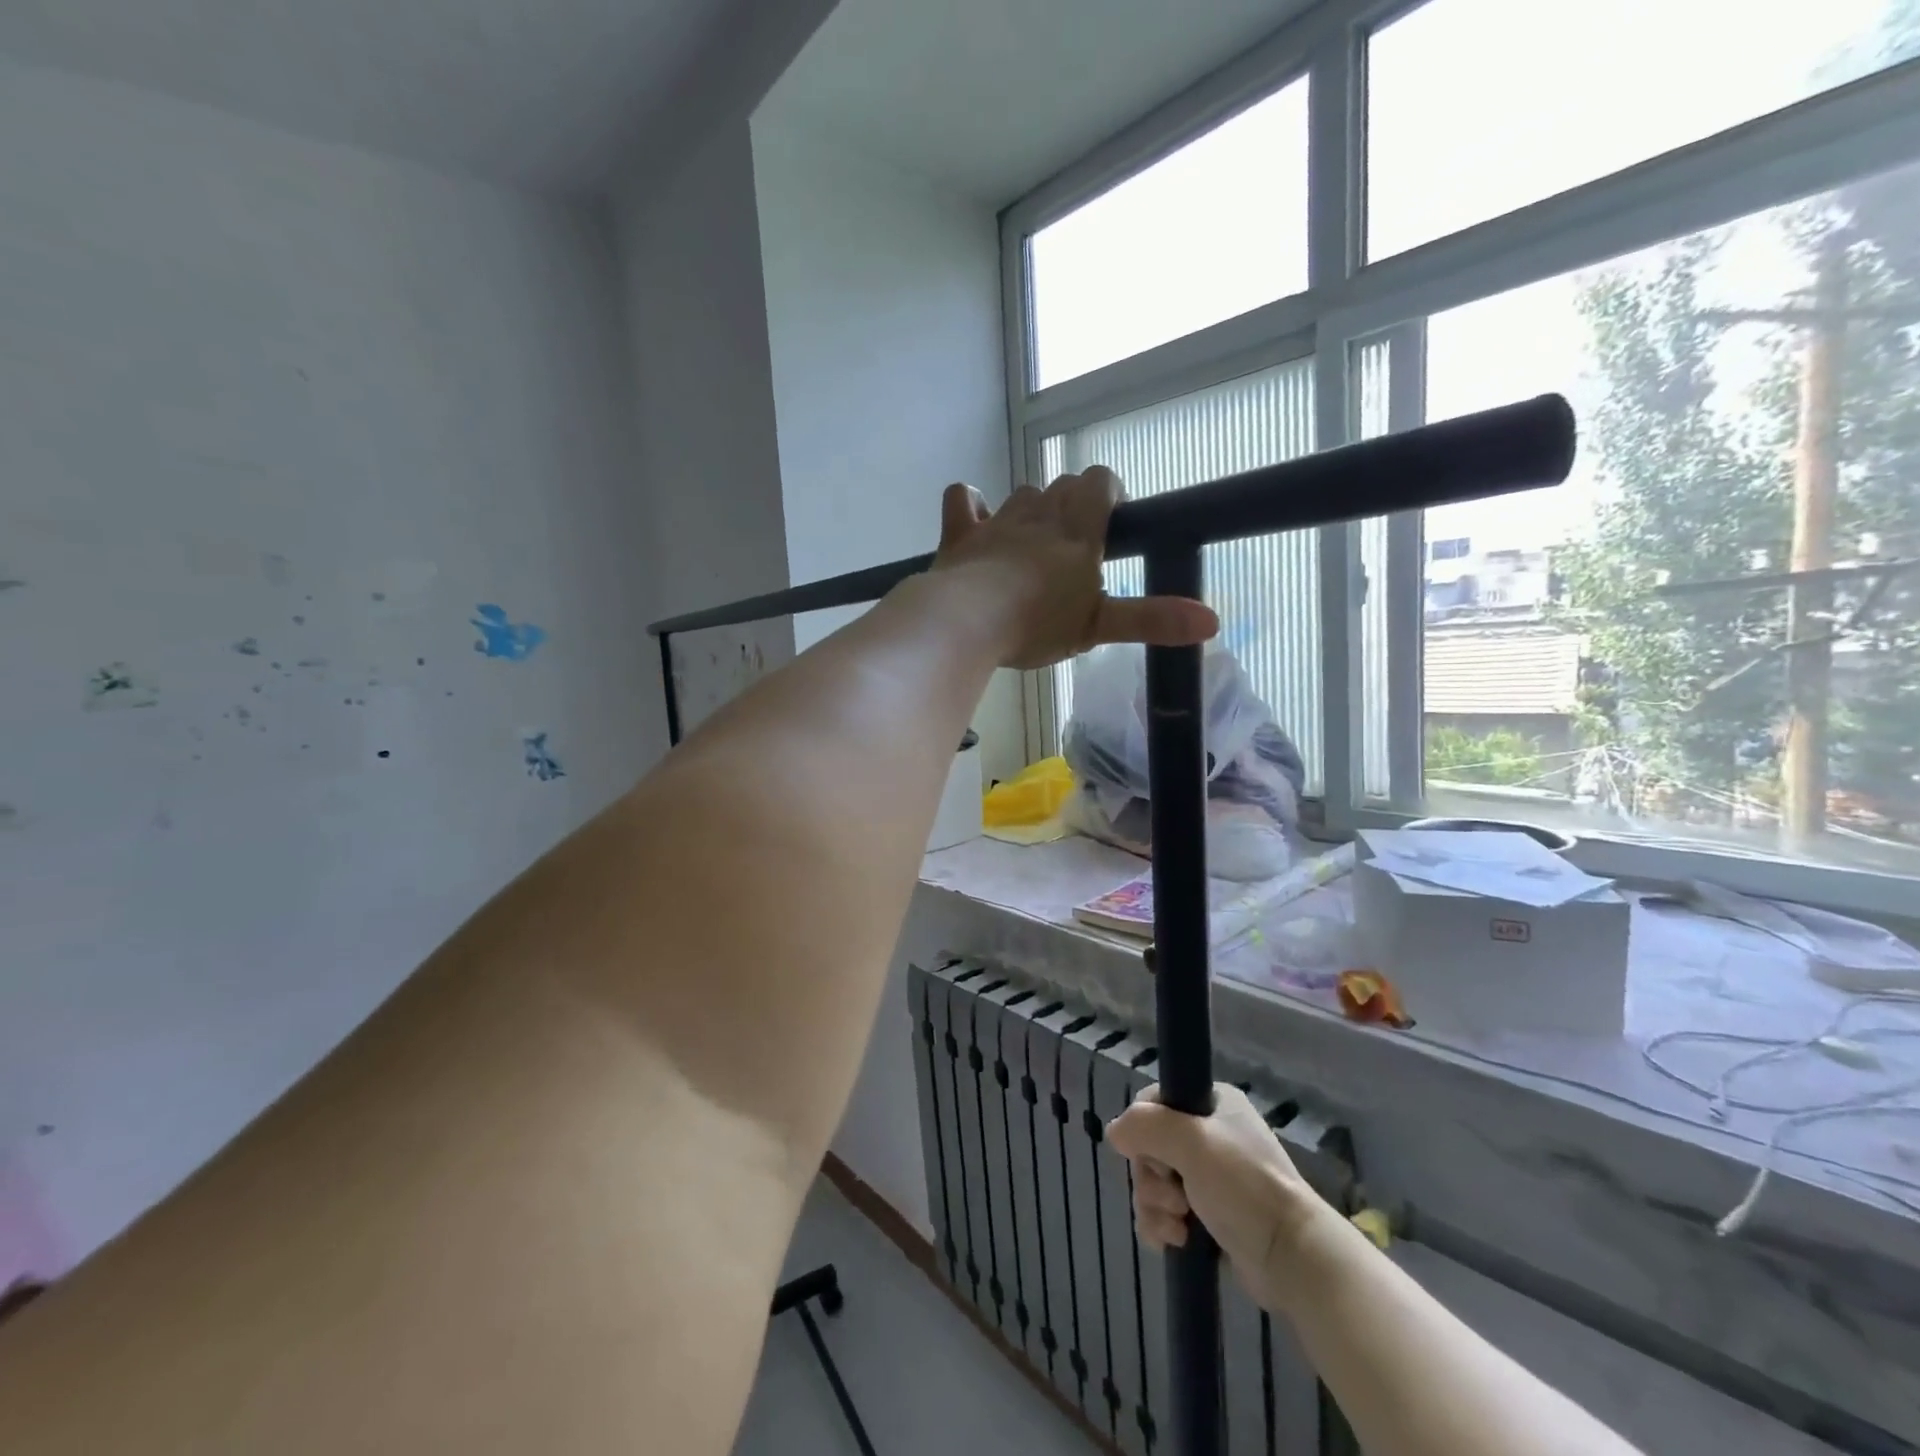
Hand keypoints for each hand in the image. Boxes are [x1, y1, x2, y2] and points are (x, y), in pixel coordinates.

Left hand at [931, 470, 1217, 669]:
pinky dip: (971, 505)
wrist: (968, 623)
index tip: (1113, 520)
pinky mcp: (960, 533)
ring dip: (1032, 509)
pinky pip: (963, 499)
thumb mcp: (1100, 627)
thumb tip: (1212, 620)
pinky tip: (976, 519)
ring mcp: (997, 521)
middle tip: (1076, 543)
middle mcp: (1039, 514)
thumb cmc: (1038, 624)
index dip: (1110, 492)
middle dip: (1074, 503)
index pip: (1100, 482)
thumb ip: (1153, 619)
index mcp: (1077, 530)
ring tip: (1034, 543)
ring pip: (1022, 494)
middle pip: (1063, 485)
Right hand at [1107, 1083, 1327, 1307]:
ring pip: (1153, 1183)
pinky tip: (1173, 1242)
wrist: (1293, 1257)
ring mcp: (1209, 1178)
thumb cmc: (1244, 1186)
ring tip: (1178, 1227)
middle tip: (1173, 1198)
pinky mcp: (1208, 1217)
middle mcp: (1209, 1135)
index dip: (1144, 1130)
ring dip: (1155, 1206)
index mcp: (1211, 1103)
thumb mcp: (1192, 1142)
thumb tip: (1114, 1132)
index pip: (1153, 1103)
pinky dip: (1160, 1226)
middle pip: (1148, 1147)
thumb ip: (1145, 1126)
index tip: (1155, 1155)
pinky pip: (1163, 1213)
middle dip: (1151, 1178)